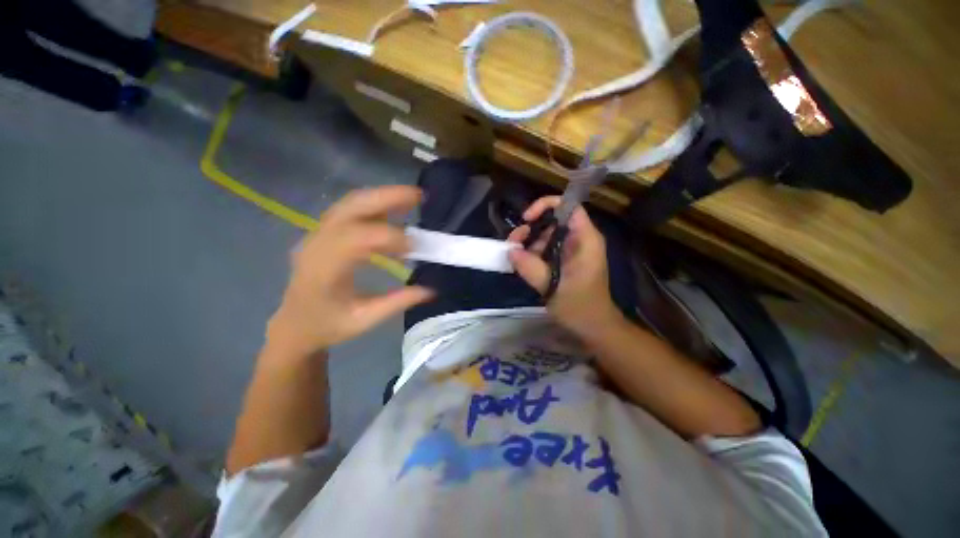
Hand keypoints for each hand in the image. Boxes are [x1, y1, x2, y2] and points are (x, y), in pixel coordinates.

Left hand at [266, 186, 433, 356]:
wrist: (294, 325)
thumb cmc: (327, 326)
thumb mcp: (364, 320)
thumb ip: (397, 302)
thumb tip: (431, 290)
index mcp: (324, 269)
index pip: (357, 239)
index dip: (390, 238)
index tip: (416, 247)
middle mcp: (317, 244)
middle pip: (351, 208)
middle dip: (387, 198)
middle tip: (419, 196)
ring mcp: (317, 234)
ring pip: (350, 203)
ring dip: (382, 197)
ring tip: (411, 197)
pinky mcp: (324, 233)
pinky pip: (349, 210)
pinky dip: (374, 205)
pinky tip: (393, 209)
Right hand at [507, 196, 622, 336]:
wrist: (593, 326)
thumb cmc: (579, 307)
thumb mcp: (552, 287)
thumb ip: (530, 267)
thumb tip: (510, 250)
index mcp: (585, 240)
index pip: (569, 207)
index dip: (547, 205)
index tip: (527, 219)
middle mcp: (579, 240)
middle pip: (553, 220)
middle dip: (531, 228)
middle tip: (513, 243)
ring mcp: (571, 250)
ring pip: (546, 235)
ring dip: (528, 242)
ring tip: (514, 256)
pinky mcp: (564, 260)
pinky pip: (546, 248)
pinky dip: (532, 253)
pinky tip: (521, 263)